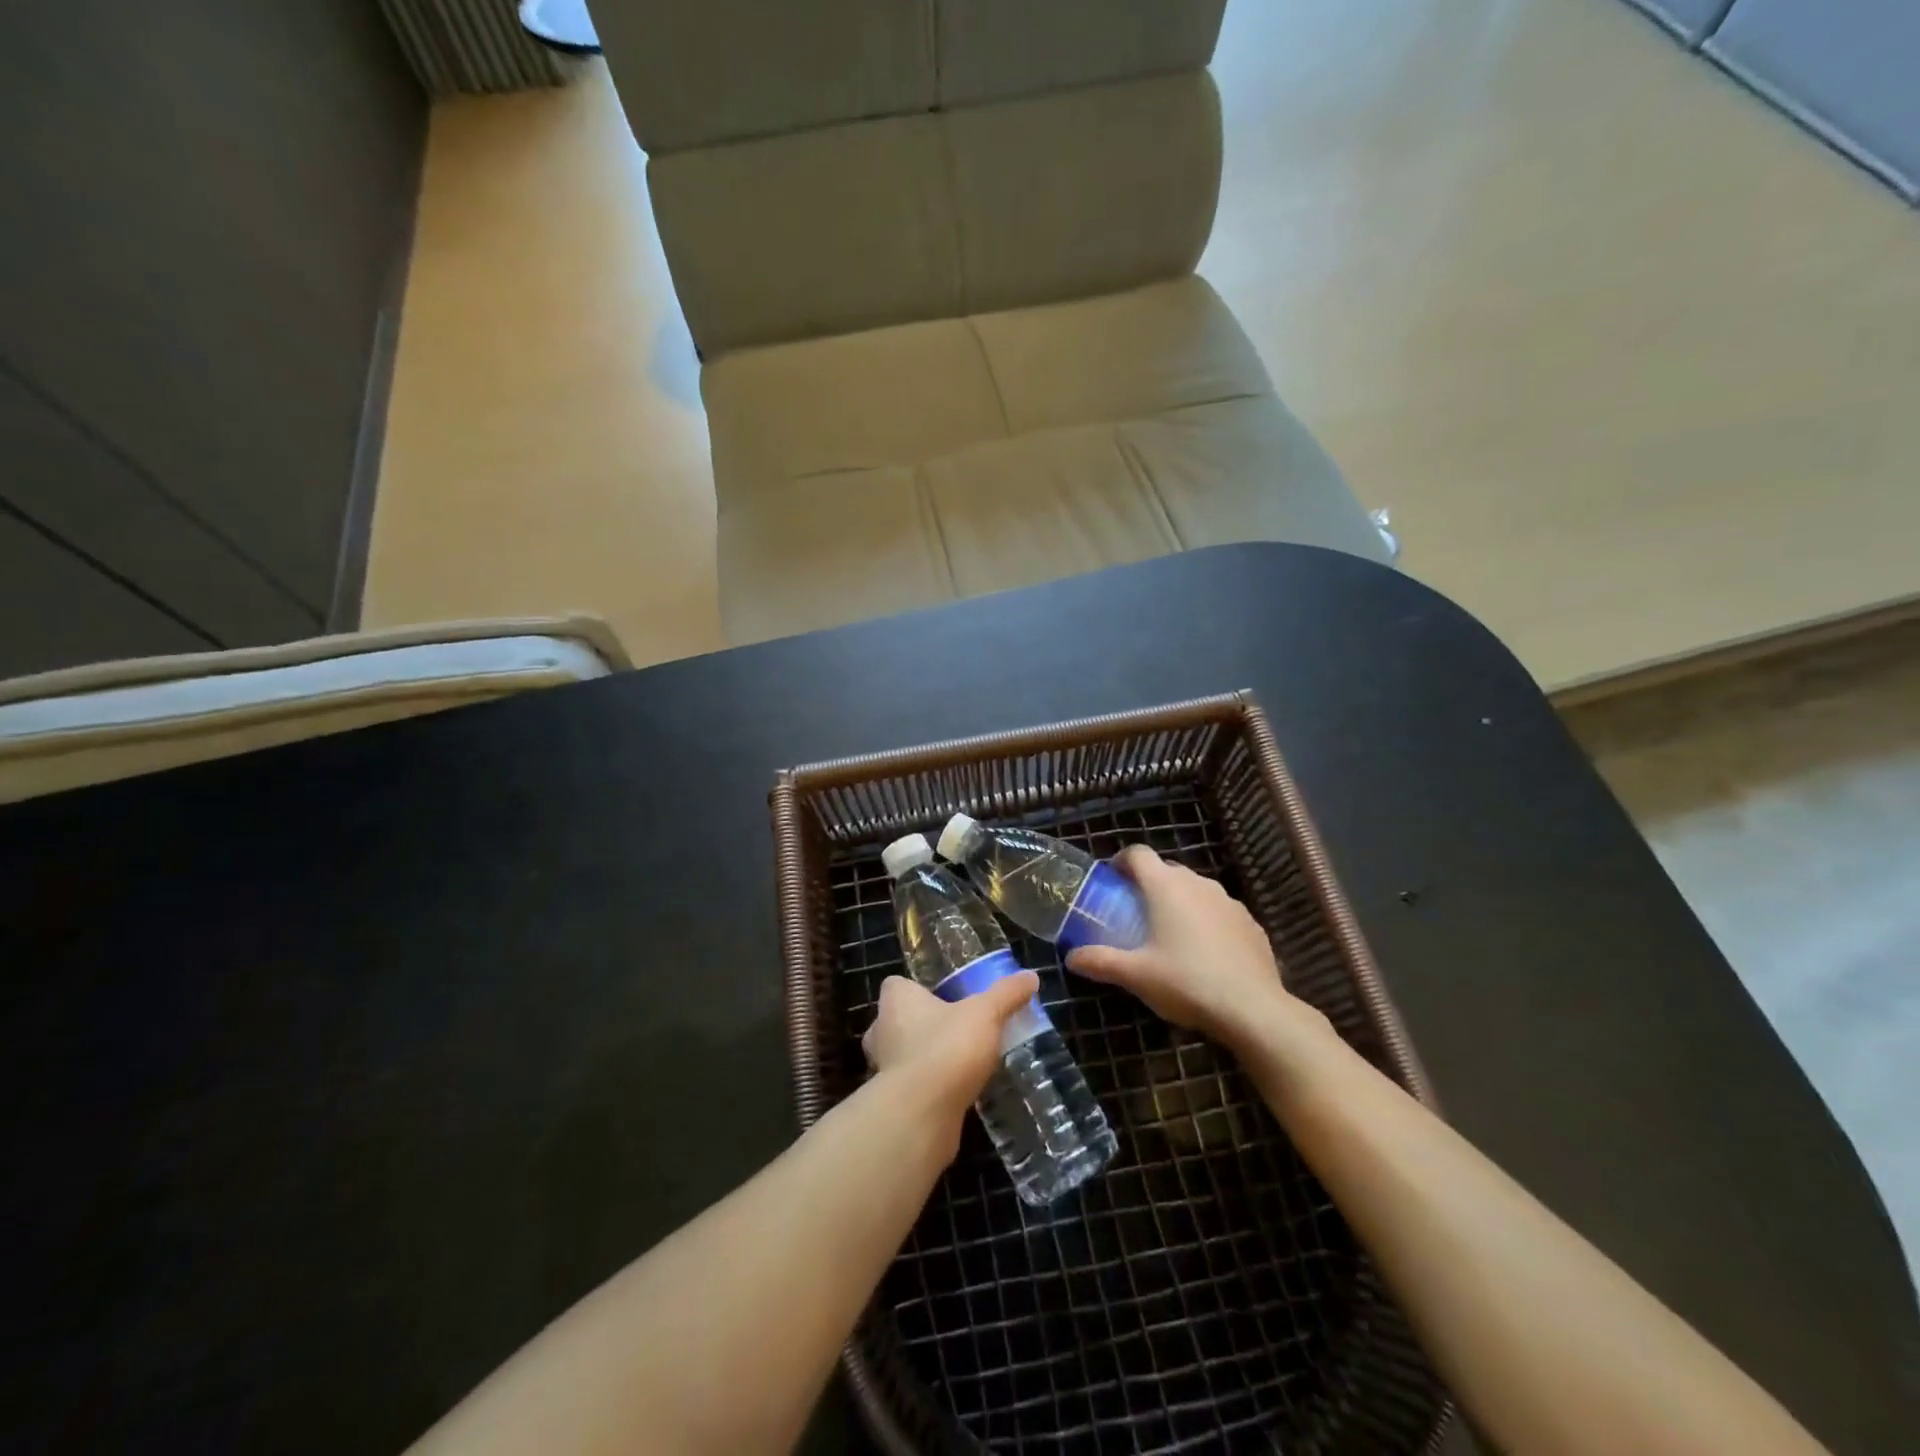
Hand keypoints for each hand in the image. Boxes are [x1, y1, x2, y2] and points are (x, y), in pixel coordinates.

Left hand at [862, 971, 1039, 1149]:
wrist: (922, 1114)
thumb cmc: (947, 1047)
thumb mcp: (985, 1014)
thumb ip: (1006, 994)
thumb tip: (1031, 976)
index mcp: (896, 1000)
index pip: (896, 985)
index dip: (916, 989)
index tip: (942, 997)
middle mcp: (882, 1030)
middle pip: (898, 1020)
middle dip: (921, 1025)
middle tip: (954, 1029)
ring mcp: (883, 1069)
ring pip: (903, 1055)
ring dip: (925, 1058)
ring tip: (959, 1062)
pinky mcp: (893, 1102)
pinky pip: (912, 1086)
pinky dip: (929, 1088)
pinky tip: (955, 1092)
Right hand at [1066, 845, 1316, 1050]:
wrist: (1253, 1009)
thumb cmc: (1186, 982)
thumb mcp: (1136, 975)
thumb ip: (1100, 962)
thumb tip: (1070, 957)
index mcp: (1166, 886)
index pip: (1138, 853)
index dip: (1121, 861)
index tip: (1111, 880)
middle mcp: (1198, 883)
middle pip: (1167, 870)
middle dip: (1148, 884)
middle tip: (1134, 912)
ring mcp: (1229, 901)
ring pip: (1196, 889)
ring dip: (1179, 901)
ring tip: (1169, 933)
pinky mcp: (1251, 922)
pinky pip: (1219, 911)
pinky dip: (1206, 920)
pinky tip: (1204, 952)